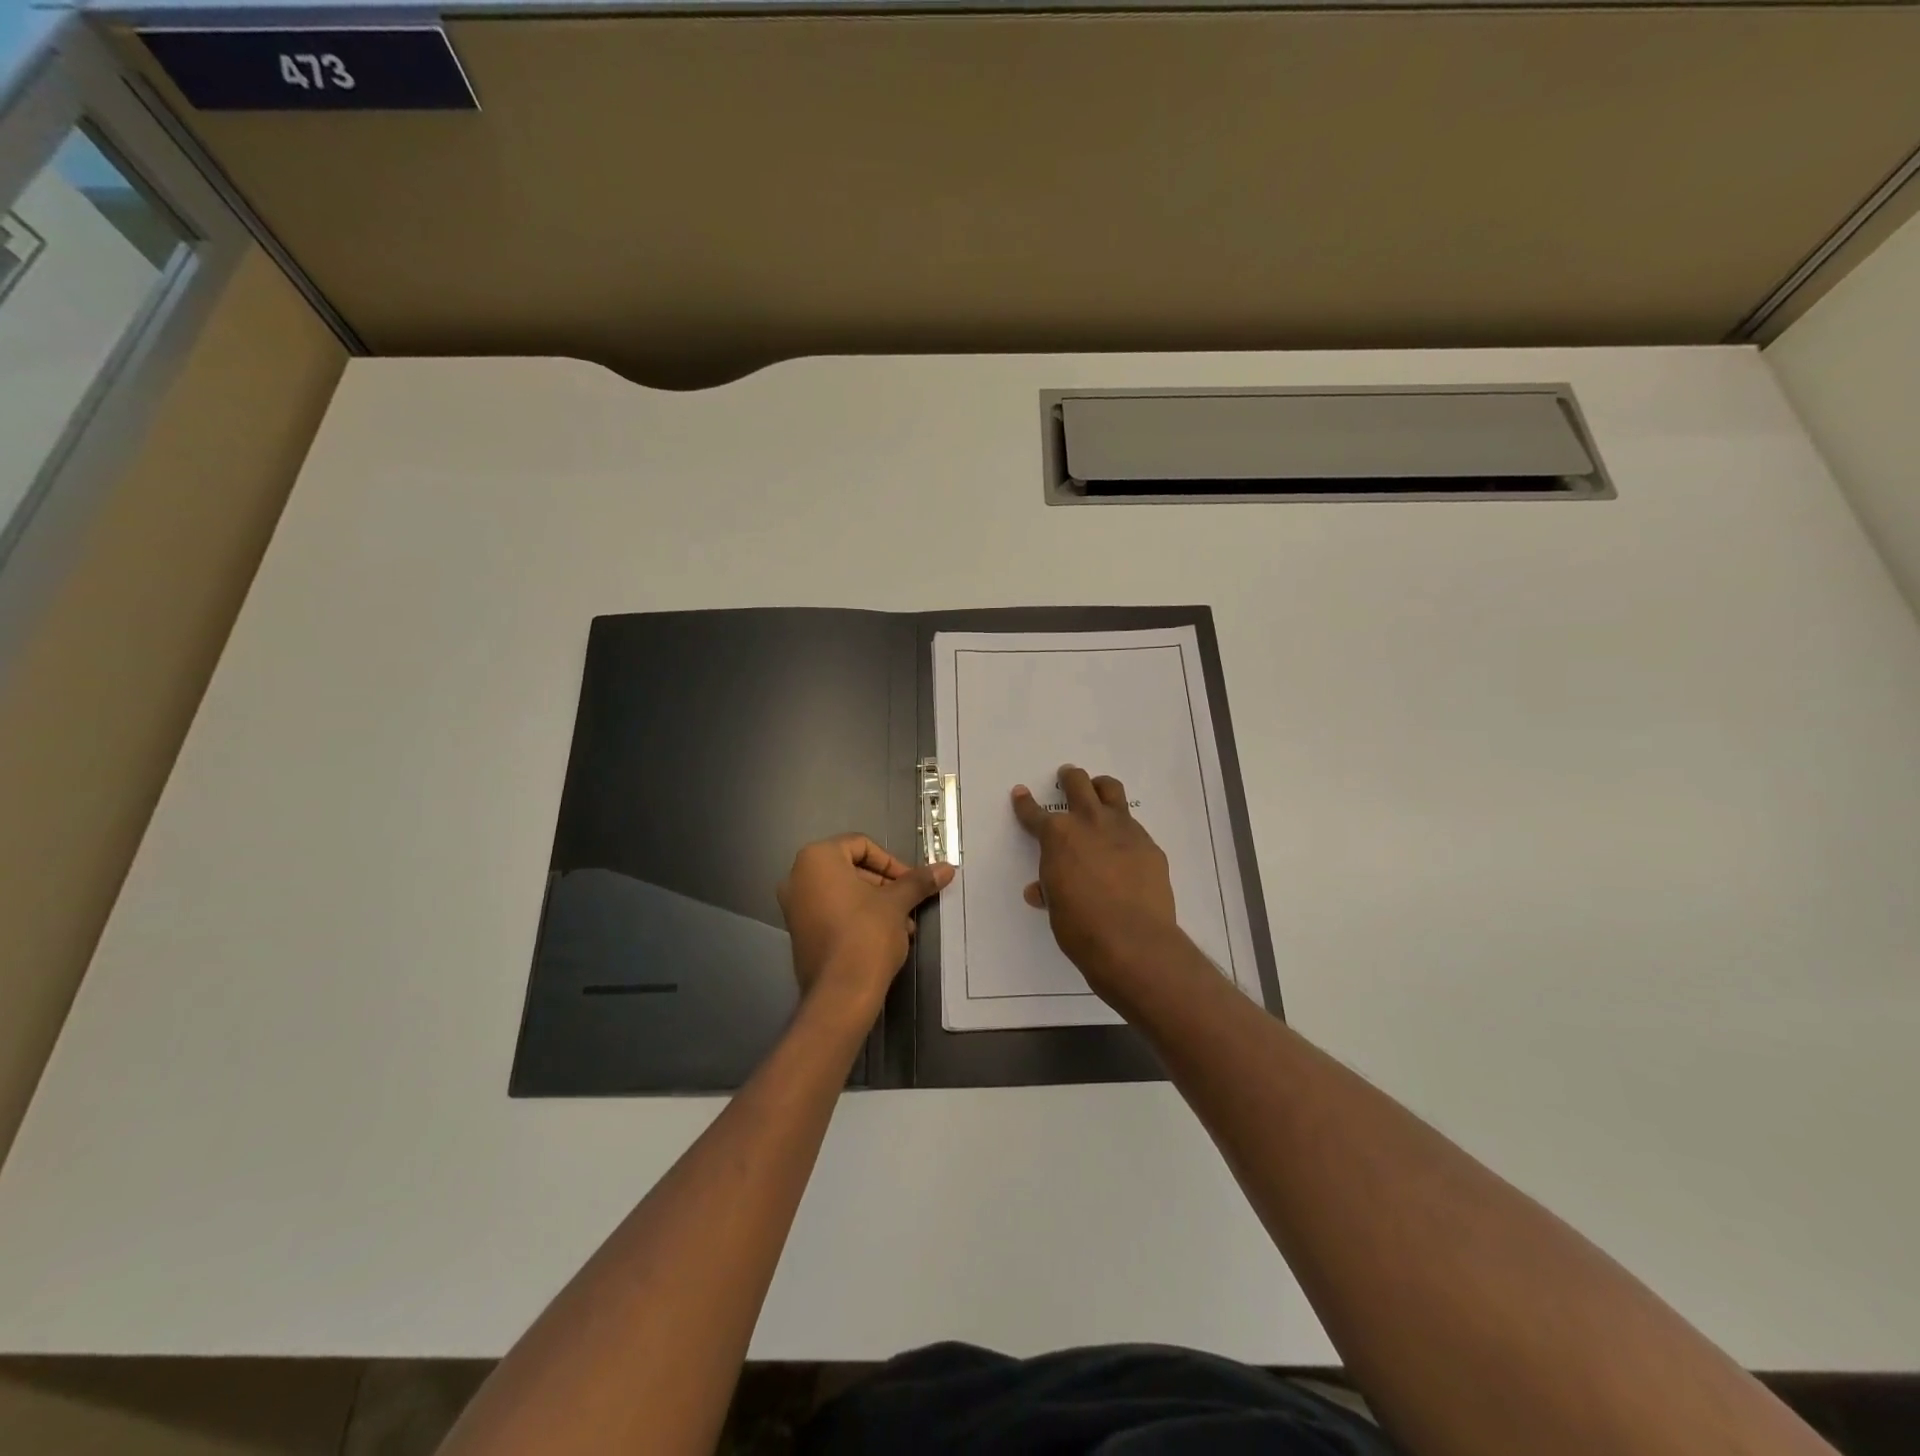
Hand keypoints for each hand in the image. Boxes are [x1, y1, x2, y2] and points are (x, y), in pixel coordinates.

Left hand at [776, 834, 952, 1016]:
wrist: (840, 994)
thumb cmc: (866, 934)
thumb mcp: (897, 903)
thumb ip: (918, 881)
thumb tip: (947, 868)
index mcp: (817, 859)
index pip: (862, 845)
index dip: (892, 862)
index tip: (912, 882)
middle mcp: (798, 877)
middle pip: (852, 868)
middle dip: (886, 886)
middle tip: (910, 903)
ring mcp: (795, 907)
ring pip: (845, 893)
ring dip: (877, 904)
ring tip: (904, 925)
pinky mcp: (800, 932)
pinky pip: (833, 912)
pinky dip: (858, 918)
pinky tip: (886, 937)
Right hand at [1012, 766, 1180, 1003]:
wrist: (1133, 941)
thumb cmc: (1080, 926)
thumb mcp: (1056, 906)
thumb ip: (1049, 889)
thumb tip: (1040, 890)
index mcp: (1058, 835)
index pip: (1034, 814)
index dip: (1025, 804)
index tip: (1021, 793)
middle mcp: (1089, 822)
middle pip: (1078, 784)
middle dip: (1070, 778)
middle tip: (1067, 775)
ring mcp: (1123, 830)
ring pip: (1112, 791)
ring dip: (1101, 787)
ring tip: (1099, 789)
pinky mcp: (1149, 845)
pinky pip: (1134, 827)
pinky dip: (1124, 829)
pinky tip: (1124, 845)